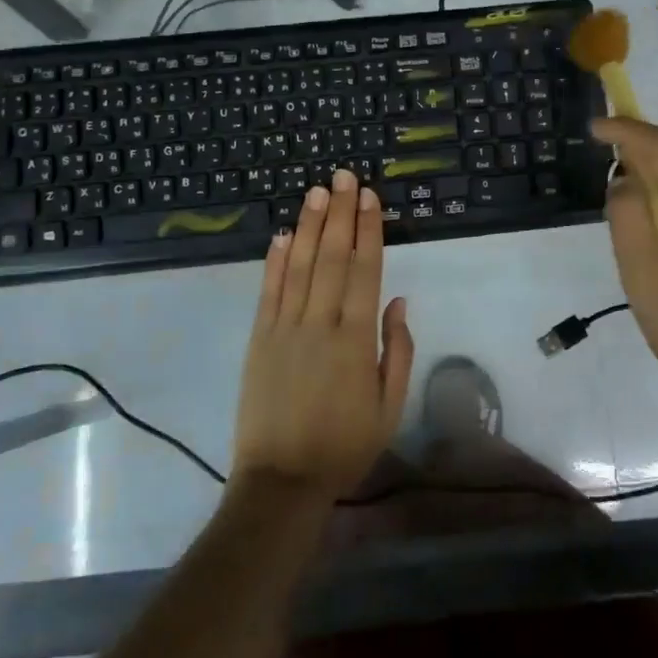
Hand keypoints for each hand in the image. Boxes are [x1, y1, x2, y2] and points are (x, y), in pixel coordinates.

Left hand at [233, 168, 413, 502]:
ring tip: (316, 191)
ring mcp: (284, 329)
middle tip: (342, 176)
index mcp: (355, 339)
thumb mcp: (389, 406)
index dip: (367, 231)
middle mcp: (319, 324)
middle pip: (332, 258)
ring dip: (310, 226)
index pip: (363, 271)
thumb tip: (398, 301)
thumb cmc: (345, 446)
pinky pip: (268, 292)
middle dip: (339, 214)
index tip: (368, 198)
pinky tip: (283, 234)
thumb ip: (396, 349)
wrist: (282, 481)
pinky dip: (275, 261)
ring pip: (300, 266)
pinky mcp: (258, 339)